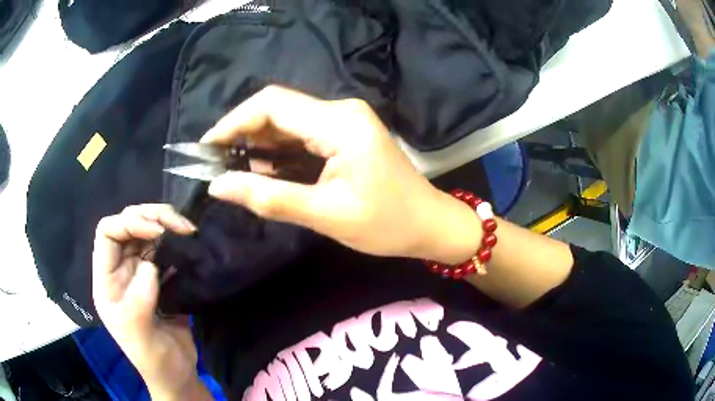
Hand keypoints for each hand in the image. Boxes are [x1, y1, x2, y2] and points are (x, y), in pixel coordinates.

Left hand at [92, 205, 208, 399]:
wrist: (177, 373)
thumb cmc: (153, 359)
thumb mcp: (140, 337)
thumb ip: (138, 302)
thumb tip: (149, 266)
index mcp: (107, 281)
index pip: (107, 233)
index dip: (128, 223)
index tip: (157, 231)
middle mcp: (121, 270)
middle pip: (128, 225)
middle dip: (152, 217)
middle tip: (180, 225)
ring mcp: (140, 272)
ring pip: (148, 232)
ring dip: (167, 225)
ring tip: (188, 231)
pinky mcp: (160, 277)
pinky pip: (165, 249)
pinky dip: (177, 242)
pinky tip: (190, 244)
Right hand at [203, 86, 481, 263]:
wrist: (428, 224)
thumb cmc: (388, 224)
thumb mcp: (327, 215)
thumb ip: (270, 198)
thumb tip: (218, 186)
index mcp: (340, 123)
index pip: (272, 105)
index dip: (233, 122)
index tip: (206, 148)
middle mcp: (341, 111)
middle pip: (277, 108)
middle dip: (241, 133)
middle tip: (214, 164)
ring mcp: (343, 120)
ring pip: (286, 121)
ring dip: (256, 143)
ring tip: (231, 170)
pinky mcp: (344, 134)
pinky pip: (300, 133)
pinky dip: (276, 150)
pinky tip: (261, 171)